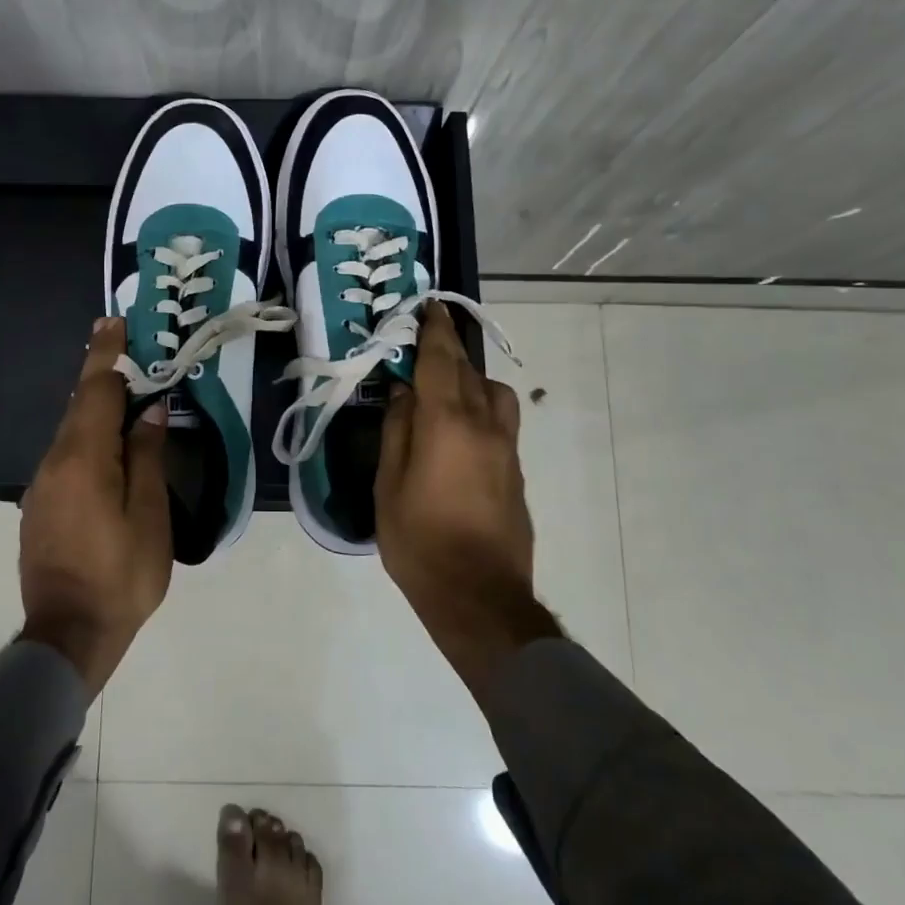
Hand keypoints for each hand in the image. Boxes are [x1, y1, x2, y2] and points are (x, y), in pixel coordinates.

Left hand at [19, 317, 173, 694]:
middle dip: (101, 374)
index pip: (96, 391)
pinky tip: (107, 449)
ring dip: (95, 409)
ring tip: (124, 395)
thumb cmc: (122, 575)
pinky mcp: (40, 506)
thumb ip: (146, 457)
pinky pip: (66, 457)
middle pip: (79, 406)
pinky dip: (87, 439)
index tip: (114, 322)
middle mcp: (54, 463)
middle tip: (122, 345)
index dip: (107, 355)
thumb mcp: (149, 515)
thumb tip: (149, 411)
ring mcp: (42, 486)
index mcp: (83, 459)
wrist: (68, 635)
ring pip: (71, 432)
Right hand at [375, 303, 558, 692]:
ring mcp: (506, 449)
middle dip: (450, 350)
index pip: (442, 361)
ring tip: (443, 392)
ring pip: (495, 394)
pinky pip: (500, 421)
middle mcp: (484, 426)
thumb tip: (404, 392)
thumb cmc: (420, 541)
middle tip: (426, 341)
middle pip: (469, 372)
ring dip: (471, 380)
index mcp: (448, 424)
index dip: (434, 330)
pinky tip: (457, 431)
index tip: (429, 307)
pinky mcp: (515, 472)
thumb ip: (397, 432)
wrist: (479, 597)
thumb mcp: (389, 486)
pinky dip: (480, 408)